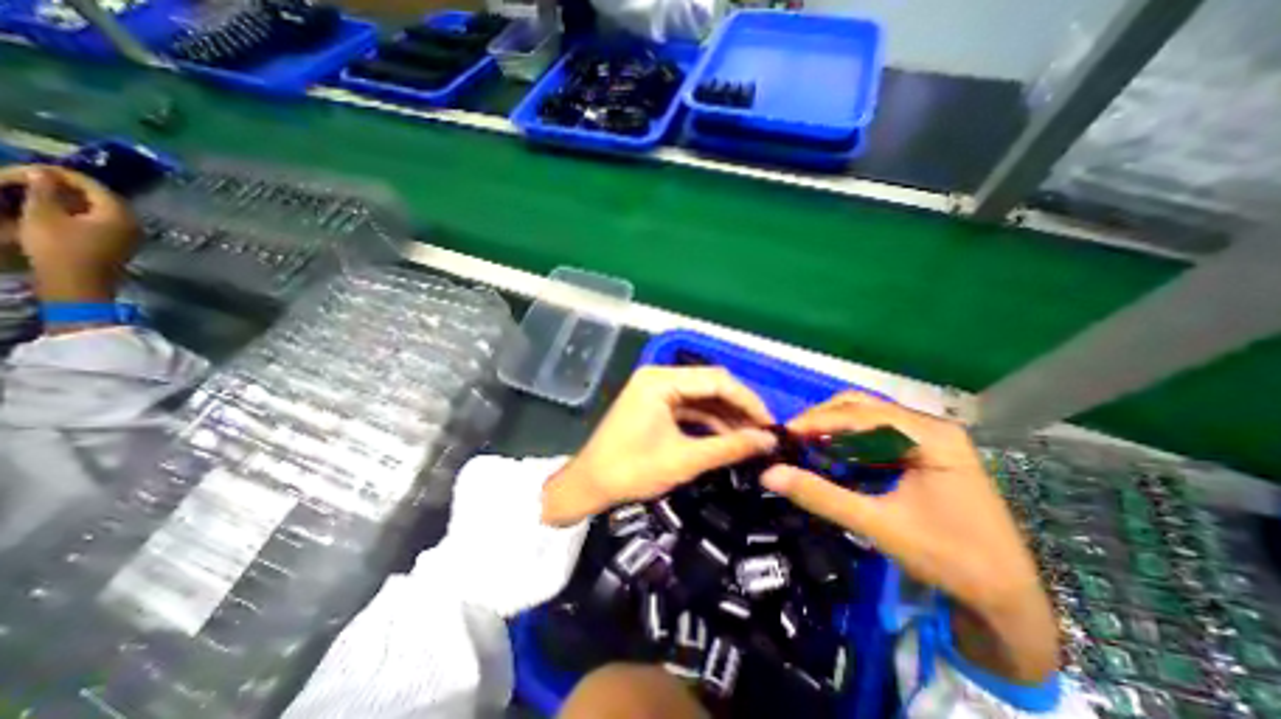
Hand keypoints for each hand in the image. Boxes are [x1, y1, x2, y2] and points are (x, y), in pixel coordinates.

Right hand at [0, 166, 138, 302]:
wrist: (77, 281)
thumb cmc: (59, 247)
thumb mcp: (43, 214)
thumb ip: (45, 191)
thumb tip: (44, 172)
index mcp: (120, 214)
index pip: (95, 187)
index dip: (64, 175)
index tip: (34, 168)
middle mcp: (133, 223)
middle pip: (103, 197)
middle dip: (70, 186)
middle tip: (36, 179)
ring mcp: (131, 234)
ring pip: (103, 209)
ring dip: (75, 199)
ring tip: (42, 192)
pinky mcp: (122, 243)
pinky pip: (104, 221)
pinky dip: (82, 212)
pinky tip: (58, 210)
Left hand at [537, 368, 769, 523]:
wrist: (588, 486)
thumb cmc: (631, 471)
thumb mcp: (685, 459)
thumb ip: (729, 447)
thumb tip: (769, 441)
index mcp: (660, 380)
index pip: (716, 380)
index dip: (747, 401)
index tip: (770, 424)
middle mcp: (658, 376)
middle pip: (709, 385)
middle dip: (738, 409)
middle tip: (764, 433)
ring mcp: (655, 389)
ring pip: (701, 397)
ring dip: (725, 416)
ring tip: (752, 438)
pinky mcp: (654, 404)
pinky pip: (688, 407)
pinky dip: (708, 421)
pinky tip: (728, 437)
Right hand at [764, 394, 1055, 683]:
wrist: (1008, 601)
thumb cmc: (949, 560)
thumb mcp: (878, 526)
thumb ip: (821, 496)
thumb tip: (769, 474)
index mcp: (929, 436)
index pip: (859, 414)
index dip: (817, 421)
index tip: (783, 433)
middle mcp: (930, 428)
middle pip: (863, 407)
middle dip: (824, 420)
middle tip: (793, 439)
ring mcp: (929, 439)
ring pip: (868, 419)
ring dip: (834, 429)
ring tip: (806, 446)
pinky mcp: (925, 453)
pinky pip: (877, 436)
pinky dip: (850, 442)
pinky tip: (833, 456)